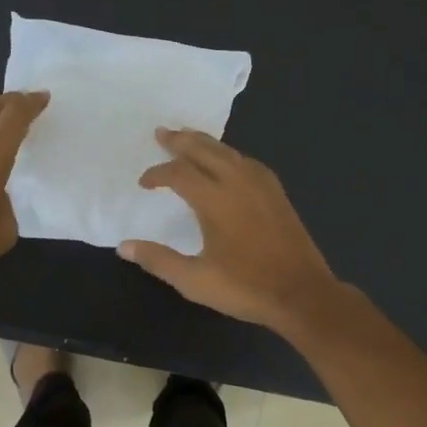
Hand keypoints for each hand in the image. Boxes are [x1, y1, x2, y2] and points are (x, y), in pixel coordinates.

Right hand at [119, 129, 342, 335]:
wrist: (302, 294)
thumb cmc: (246, 287)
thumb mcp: (195, 281)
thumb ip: (159, 260)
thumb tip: (124, 246)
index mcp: (215, 200)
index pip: (179, 174)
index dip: (158, 174)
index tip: (144, 182)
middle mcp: (238, 183)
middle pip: (205, 150)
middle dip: (181, 141)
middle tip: (162, 133)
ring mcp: (262, 185)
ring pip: (228, 152)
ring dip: (205, 143)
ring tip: (189, 138)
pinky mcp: (277, 194)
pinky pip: (248, 162)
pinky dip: (229, 155)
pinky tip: (228, 161)